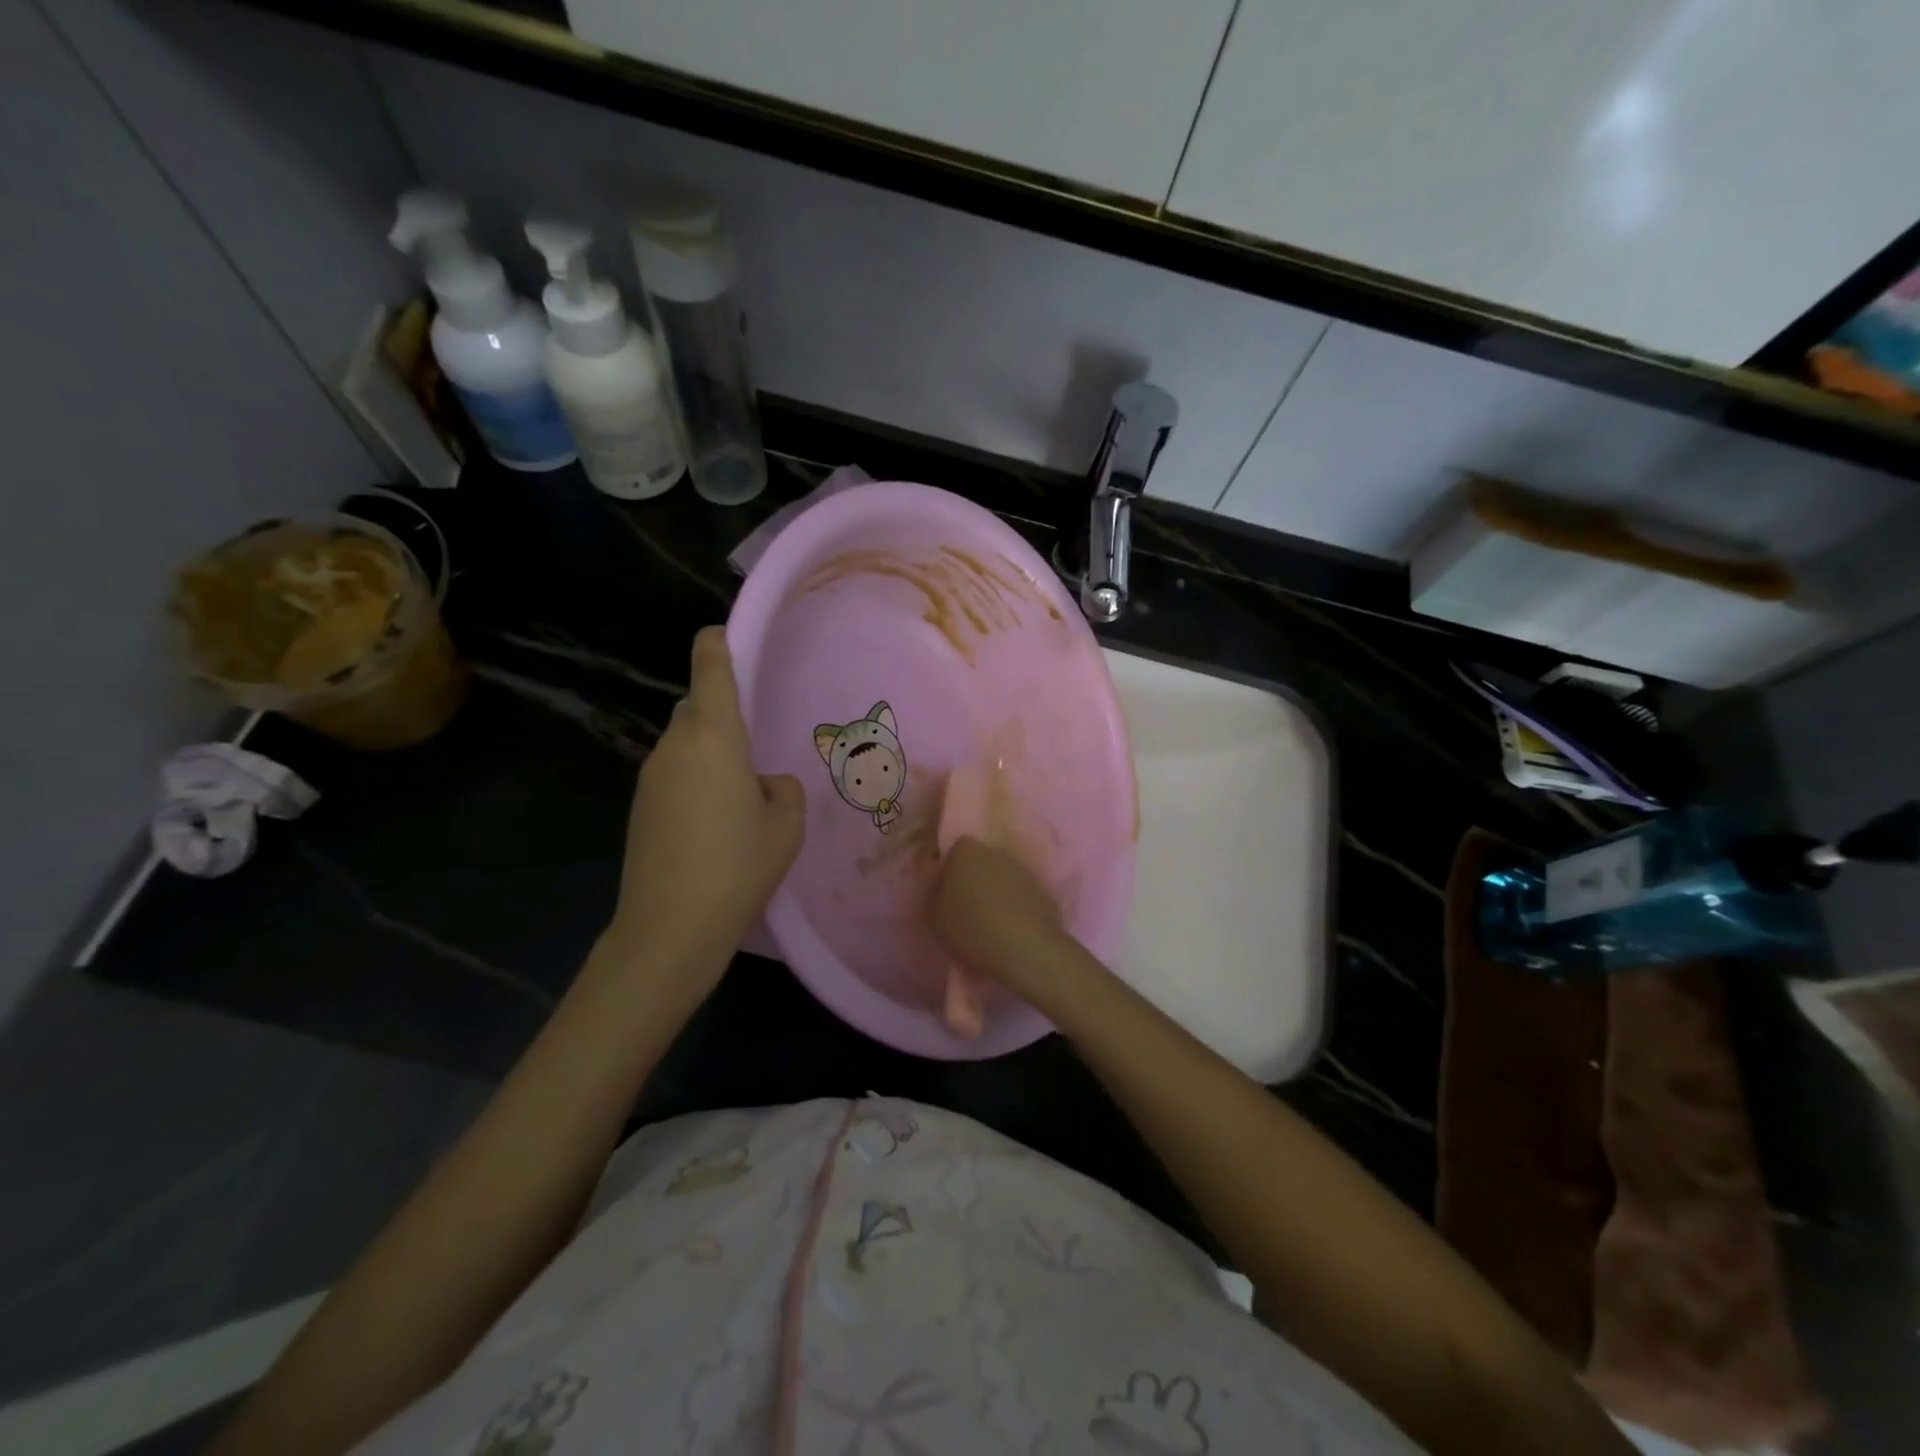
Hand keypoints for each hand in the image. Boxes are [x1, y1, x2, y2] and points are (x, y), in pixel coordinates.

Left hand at [606, 627, 804, 975]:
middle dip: (724, 712)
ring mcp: (651, 776)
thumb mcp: (786, 824)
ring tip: (742, 797)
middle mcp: (675, 744)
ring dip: (711, 752)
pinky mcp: (640, 807)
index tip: (732, 637)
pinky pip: (674, 774)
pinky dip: (696, 781)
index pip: (710, 665)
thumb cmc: (738, 865)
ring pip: (685, 742)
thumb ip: (782, 788)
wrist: (669, 928)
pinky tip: (716, 824)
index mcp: (713, 735)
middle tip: (758, 747)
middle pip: (697, 705)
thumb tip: (764, 783)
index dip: (719, 641)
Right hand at [927, 837, 1071, 1002]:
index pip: (955, 850)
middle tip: (966, 909)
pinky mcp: (1044, 892)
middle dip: (974, 880)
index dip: (950, 870)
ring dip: (996, 894)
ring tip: (990, 924)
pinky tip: (1011, 931)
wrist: (1026, 949)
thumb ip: (932, 891)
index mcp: (967, 852)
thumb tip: (939, 882)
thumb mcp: (932, 915)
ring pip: (1003, 878)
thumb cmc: (970, 927)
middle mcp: (997, 853)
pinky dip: (1016, 908)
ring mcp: (1024, 871)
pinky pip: (1022, 896)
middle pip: (981, 862)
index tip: (946, 894)